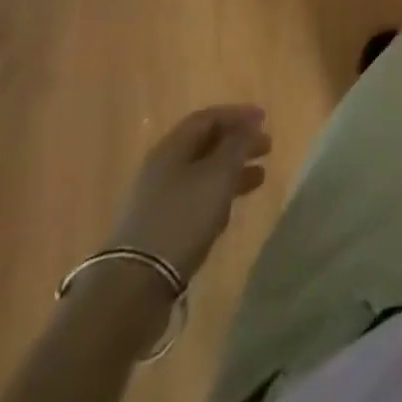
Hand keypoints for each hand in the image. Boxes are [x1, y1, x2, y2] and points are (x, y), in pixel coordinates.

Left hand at [103, 105, 271, 280]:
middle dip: (237, 143)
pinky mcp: (158, 230)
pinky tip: (229, 211)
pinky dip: (216, 197)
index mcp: (171, 148)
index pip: (207, 118)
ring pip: (201, 175)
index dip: (238, 115)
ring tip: (259, 178)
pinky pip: (193, 201)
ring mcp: (156, 200)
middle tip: (267, 148)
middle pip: (204, 145)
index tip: (264, 119)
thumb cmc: (181, 218)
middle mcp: (161, 168)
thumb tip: (250, 124)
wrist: (134, 286)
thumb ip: (237, 146)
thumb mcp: (217, 176)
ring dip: (231, 172)